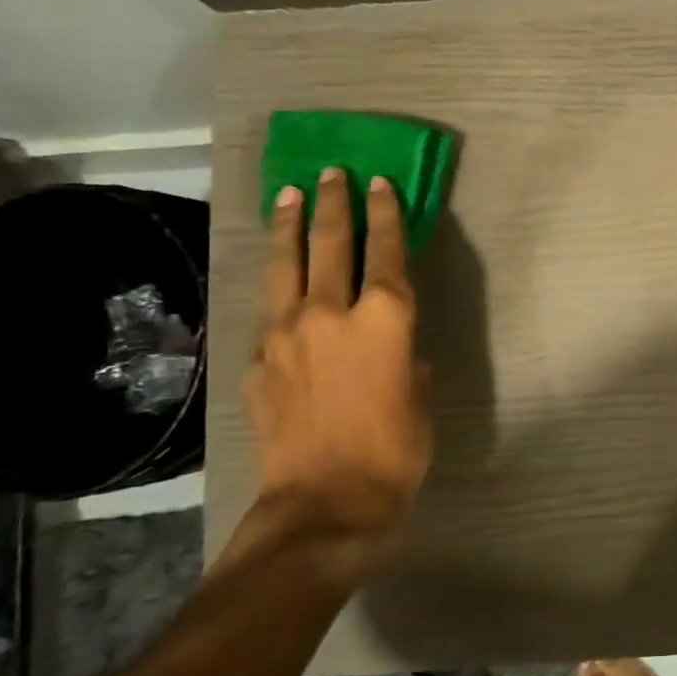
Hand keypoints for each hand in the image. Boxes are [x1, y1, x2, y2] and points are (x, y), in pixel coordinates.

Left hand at [234, 169, 432, 581]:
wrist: (325, 502)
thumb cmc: (396, 449)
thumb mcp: (419, 396)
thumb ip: (404, 357)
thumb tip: (391, 346)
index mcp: (384, 319)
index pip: (385, 249)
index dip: (385, 213)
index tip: (380, 183)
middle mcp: (331, 312)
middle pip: (329, 242)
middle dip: (333, 203)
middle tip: (333, 174)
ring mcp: (285, 334)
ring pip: (285, 265)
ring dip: (290, 226)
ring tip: (290, 195)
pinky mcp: (257, 361)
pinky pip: (268, 311)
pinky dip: (276, 287)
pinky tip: (278, 284)